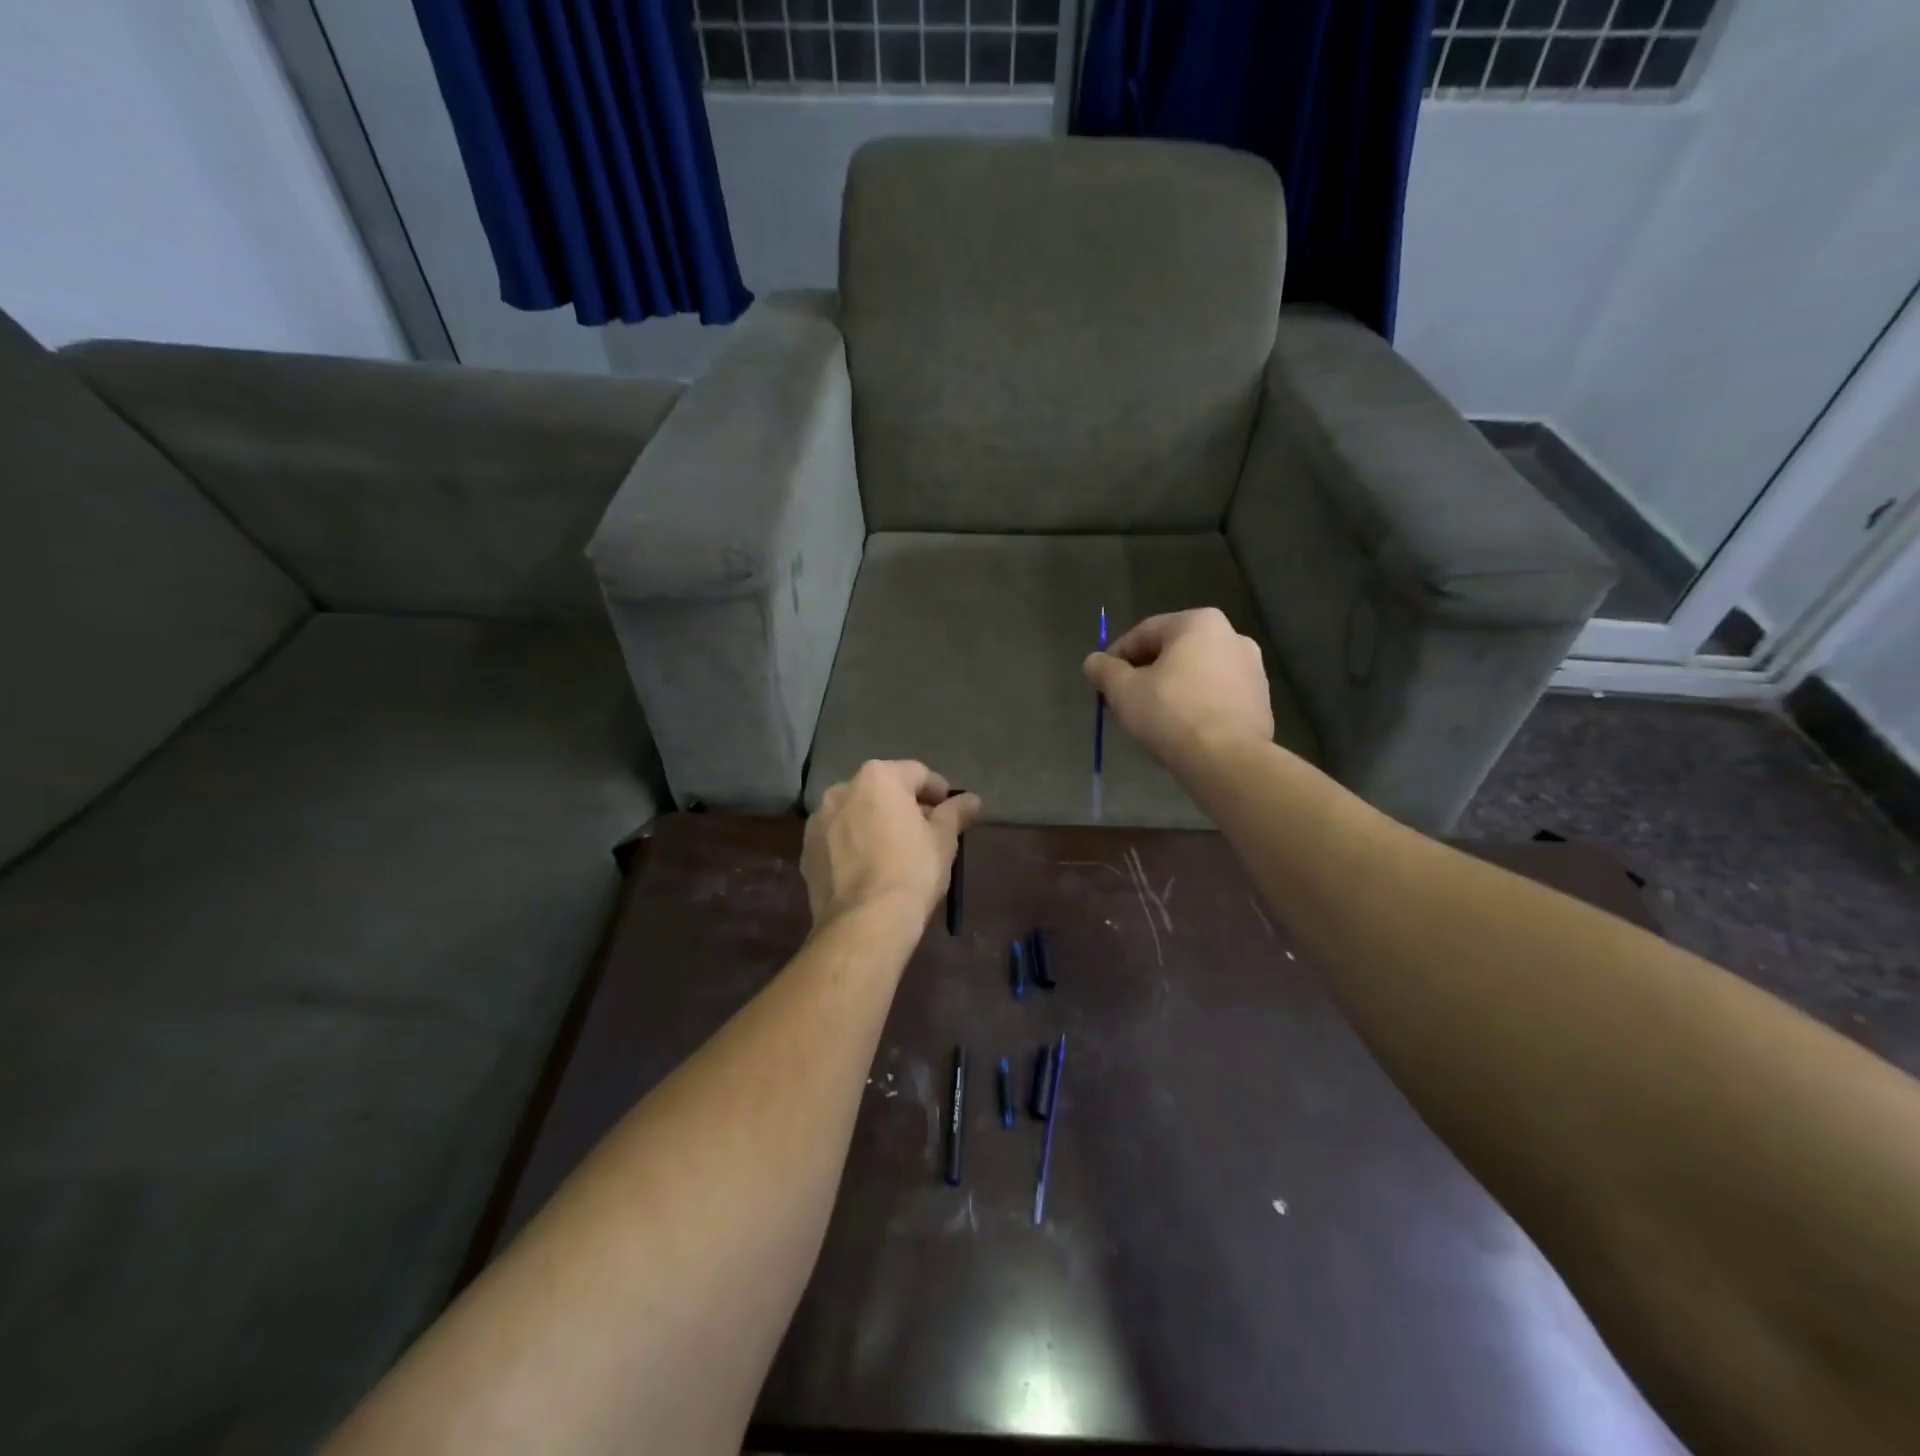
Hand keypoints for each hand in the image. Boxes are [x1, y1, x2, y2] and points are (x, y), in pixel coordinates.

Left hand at [802, 761, 981, 927]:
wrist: (865, 921)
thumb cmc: (912, 870)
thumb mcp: (943, 840)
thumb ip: (955, 813)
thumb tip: (971, 799)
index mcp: (878, 778)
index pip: (917, 773)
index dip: (938, 791)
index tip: (951, 812)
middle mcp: (842, 789)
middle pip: (882, 790)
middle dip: (903, 806)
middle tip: (924, 832)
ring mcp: (818, 821)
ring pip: (855, 814)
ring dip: (874, 824)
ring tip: (893, 852)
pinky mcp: (806, 852)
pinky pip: (837, 840)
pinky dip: (853, 846)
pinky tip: (868, 870)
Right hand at [1084, 608, 1273, 770]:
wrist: (1228, 761)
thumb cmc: (1171, 714)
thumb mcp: (1123, 690)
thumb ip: (1104, 670)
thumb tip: (1093, 662)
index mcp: (1198, 623)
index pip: (1144, 633)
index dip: (1116, 657)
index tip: (1102, 683)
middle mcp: (1231, 636)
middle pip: (1172, 652)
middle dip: (1144, 674)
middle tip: (1123, 701)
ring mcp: (1251, 669)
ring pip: (1195, 674)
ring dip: (1170, 689)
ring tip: (1150, 718)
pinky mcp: (1260, 700)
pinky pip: (1215, 695)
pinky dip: (1195, 704)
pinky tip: (1180, 729)